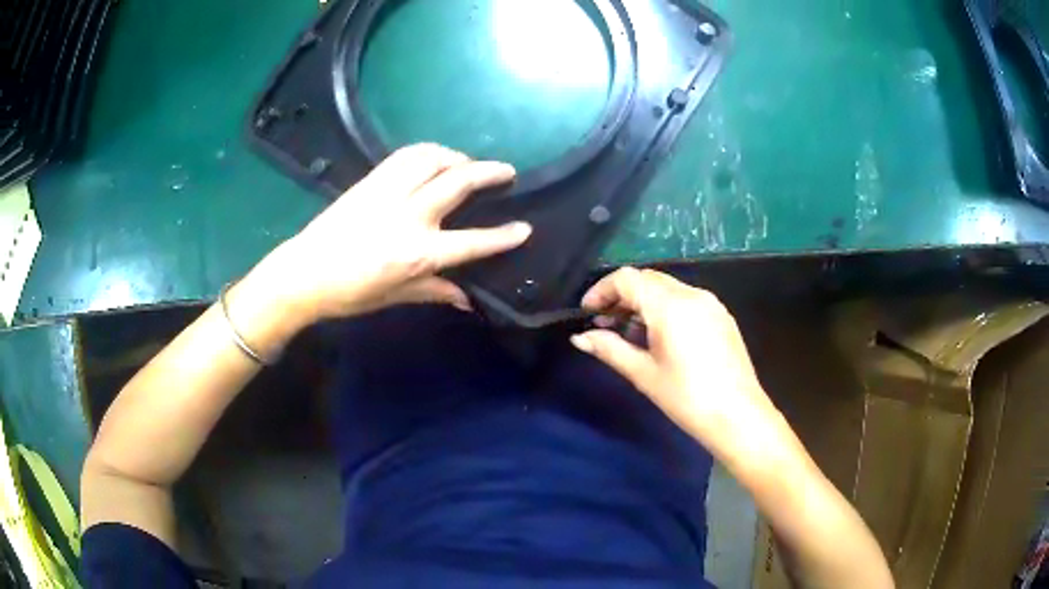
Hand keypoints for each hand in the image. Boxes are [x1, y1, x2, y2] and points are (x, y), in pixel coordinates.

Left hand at [261, 144, 531, 322]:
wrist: (304, 273)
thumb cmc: (350, 293)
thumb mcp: (396, 297)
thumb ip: (435, 291)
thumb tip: (469, 300)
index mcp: (418, 253)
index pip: (472, 242)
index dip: (503, 236)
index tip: (524, 228)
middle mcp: (409, 216)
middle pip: (459, 182)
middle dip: (490, 173)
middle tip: (508, 172)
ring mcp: (389, 193)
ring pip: (433, 158)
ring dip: (458, 156)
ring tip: (467, 164)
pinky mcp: (371, 180)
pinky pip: (406, 155)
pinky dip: (428, 151)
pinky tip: (434, 158)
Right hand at [571, 268, 780, 457]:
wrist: (738, 416)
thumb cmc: (687, 398)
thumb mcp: (644, 374)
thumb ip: (610, 349)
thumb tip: (579, 338)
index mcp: (670, 305)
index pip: (627, 278)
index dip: (602, 290)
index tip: (587, 313)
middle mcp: (692, 294)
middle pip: (648, 279)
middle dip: (621, 295)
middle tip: (604, 323)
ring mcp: (711, 303)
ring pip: (667, 288)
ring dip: (643, 302)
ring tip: (629, 332)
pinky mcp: (721, 316)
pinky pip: (686, 300)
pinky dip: (665, 308)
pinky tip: (659, 337)